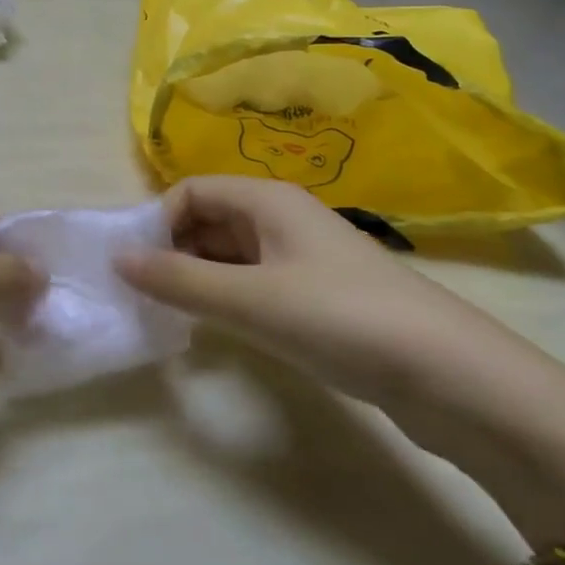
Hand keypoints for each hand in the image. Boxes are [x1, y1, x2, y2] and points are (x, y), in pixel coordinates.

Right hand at [114, 175, 502, 405]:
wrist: (447, 373)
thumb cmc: (339, 317)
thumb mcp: (250, 298)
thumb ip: (180, 280)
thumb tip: (117, 259)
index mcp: (267, 199)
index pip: (192, 191)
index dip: (157, 222)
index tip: (135, 268)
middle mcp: (282, 217)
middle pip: (209, 219)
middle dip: (172, 251)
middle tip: (143, 297)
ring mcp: (301, 258)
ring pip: (231, 254)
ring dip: (197, 277)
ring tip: (168, 316)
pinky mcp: (316, 296)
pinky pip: (254, 283)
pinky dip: (226, 298)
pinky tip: (214, 329)